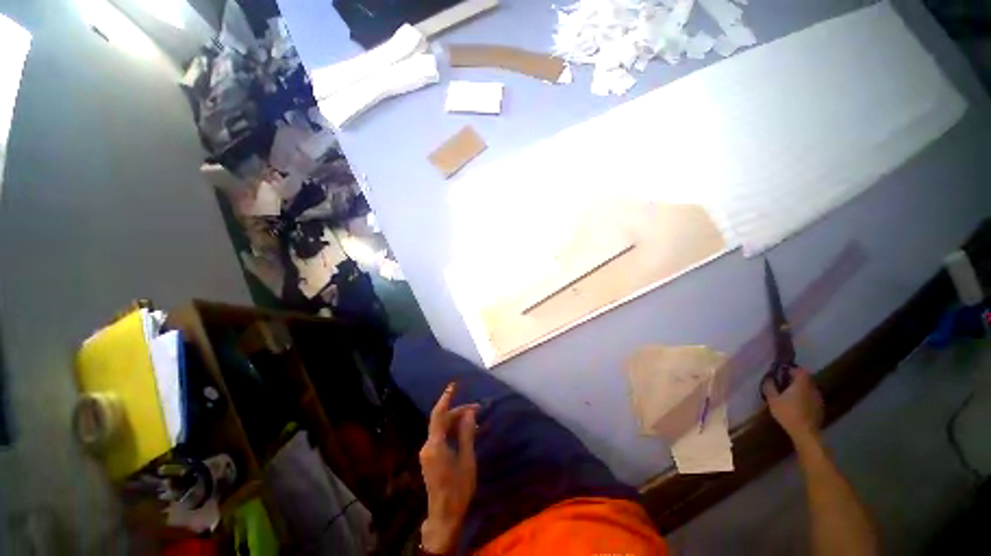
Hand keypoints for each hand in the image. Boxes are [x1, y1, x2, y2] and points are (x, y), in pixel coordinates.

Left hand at [419, 382, 478, 553]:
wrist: (445, 516)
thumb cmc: (458, 488)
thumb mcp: (467, 459)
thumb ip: (467, 434)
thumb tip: (470, 413)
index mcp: (435, 445)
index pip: (439, 414)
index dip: (446, 398)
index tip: (454, 385)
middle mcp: (428, 446)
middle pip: (442, 421)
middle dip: (459, 412)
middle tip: (478, 409)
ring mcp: (428, 453)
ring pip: (442, 429)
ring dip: (458, 422)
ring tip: (477, 421)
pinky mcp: (431, 458)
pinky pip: (442, 438)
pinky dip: (454, 432)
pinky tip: (468, 434)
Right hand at [763, 368, 823, 447]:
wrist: (805, 432)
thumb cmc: (787, 413)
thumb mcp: (773, 400)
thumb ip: (770, 387)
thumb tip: (768, 378)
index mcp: (801, 384)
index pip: (801, 370)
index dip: (793, 370)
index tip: (784, 373)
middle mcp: (812, 388)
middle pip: (806, 379)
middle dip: (797, 380)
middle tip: (785, 384)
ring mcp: (818, 399)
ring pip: (810, 389)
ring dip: (802, 389)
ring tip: (791, 395)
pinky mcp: (820, 408)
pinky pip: (812, 398)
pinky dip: (806, 398)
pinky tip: (799, 405)